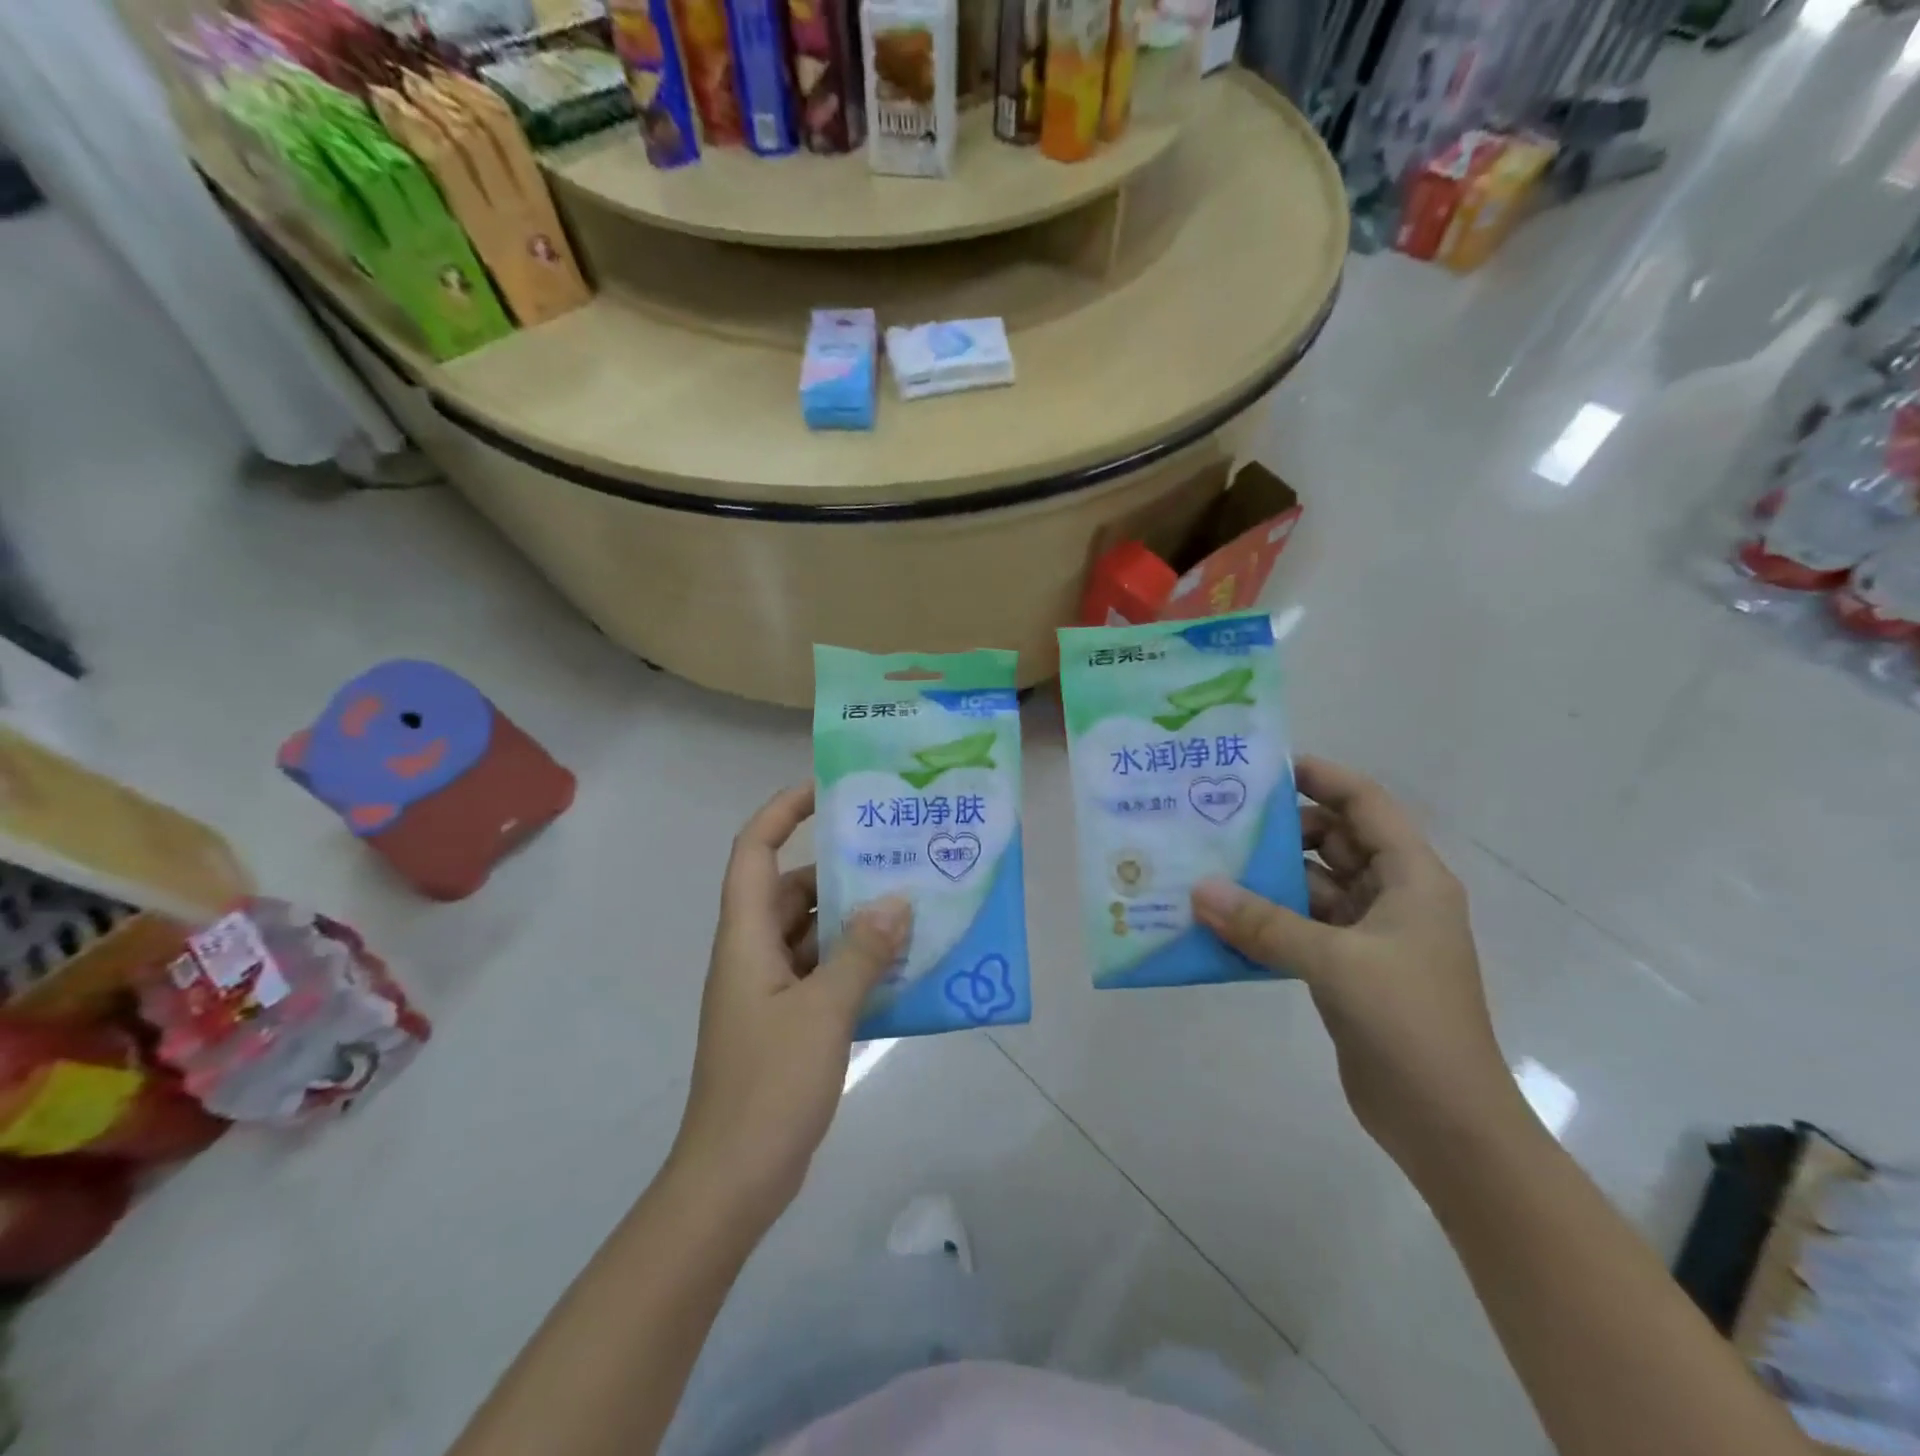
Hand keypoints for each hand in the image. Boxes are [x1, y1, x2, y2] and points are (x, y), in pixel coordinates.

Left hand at [670, 787, 910, 1225]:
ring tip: (909, 904)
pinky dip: (854, 962)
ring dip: (852, 919)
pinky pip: (822, 971)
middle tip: (893, 854)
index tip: (827, 790)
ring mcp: (768, 990)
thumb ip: (862, 952)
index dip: (782, 811)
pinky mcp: (785, 1021)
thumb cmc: (769, 1086)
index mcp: (746, 938)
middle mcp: (752, 953)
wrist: (733, 1180)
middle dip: (837, 869)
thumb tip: (897, 901)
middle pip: (791, 890)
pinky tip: (899, 965)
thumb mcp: (824, 1011)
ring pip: (811, 932)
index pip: (754, 851)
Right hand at [1191, 756, 1525, 1171]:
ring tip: (1206, 867)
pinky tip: (1220, 923)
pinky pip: (1299, 928)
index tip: (1265, 768)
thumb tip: (1199, 891)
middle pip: (1333, 841)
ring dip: (1266, 880)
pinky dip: (1265, 923)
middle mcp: (1392, 897)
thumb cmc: (1409, 1024)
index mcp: (1411, 878)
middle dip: (1281, 830)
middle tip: (1218, 819)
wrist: (1447, 1124)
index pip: (1366, 804)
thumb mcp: (1335, 963)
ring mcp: (1368, 937)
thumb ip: (1264, 923)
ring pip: (1311, 887)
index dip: (1322, 777)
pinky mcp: (1346, 971)